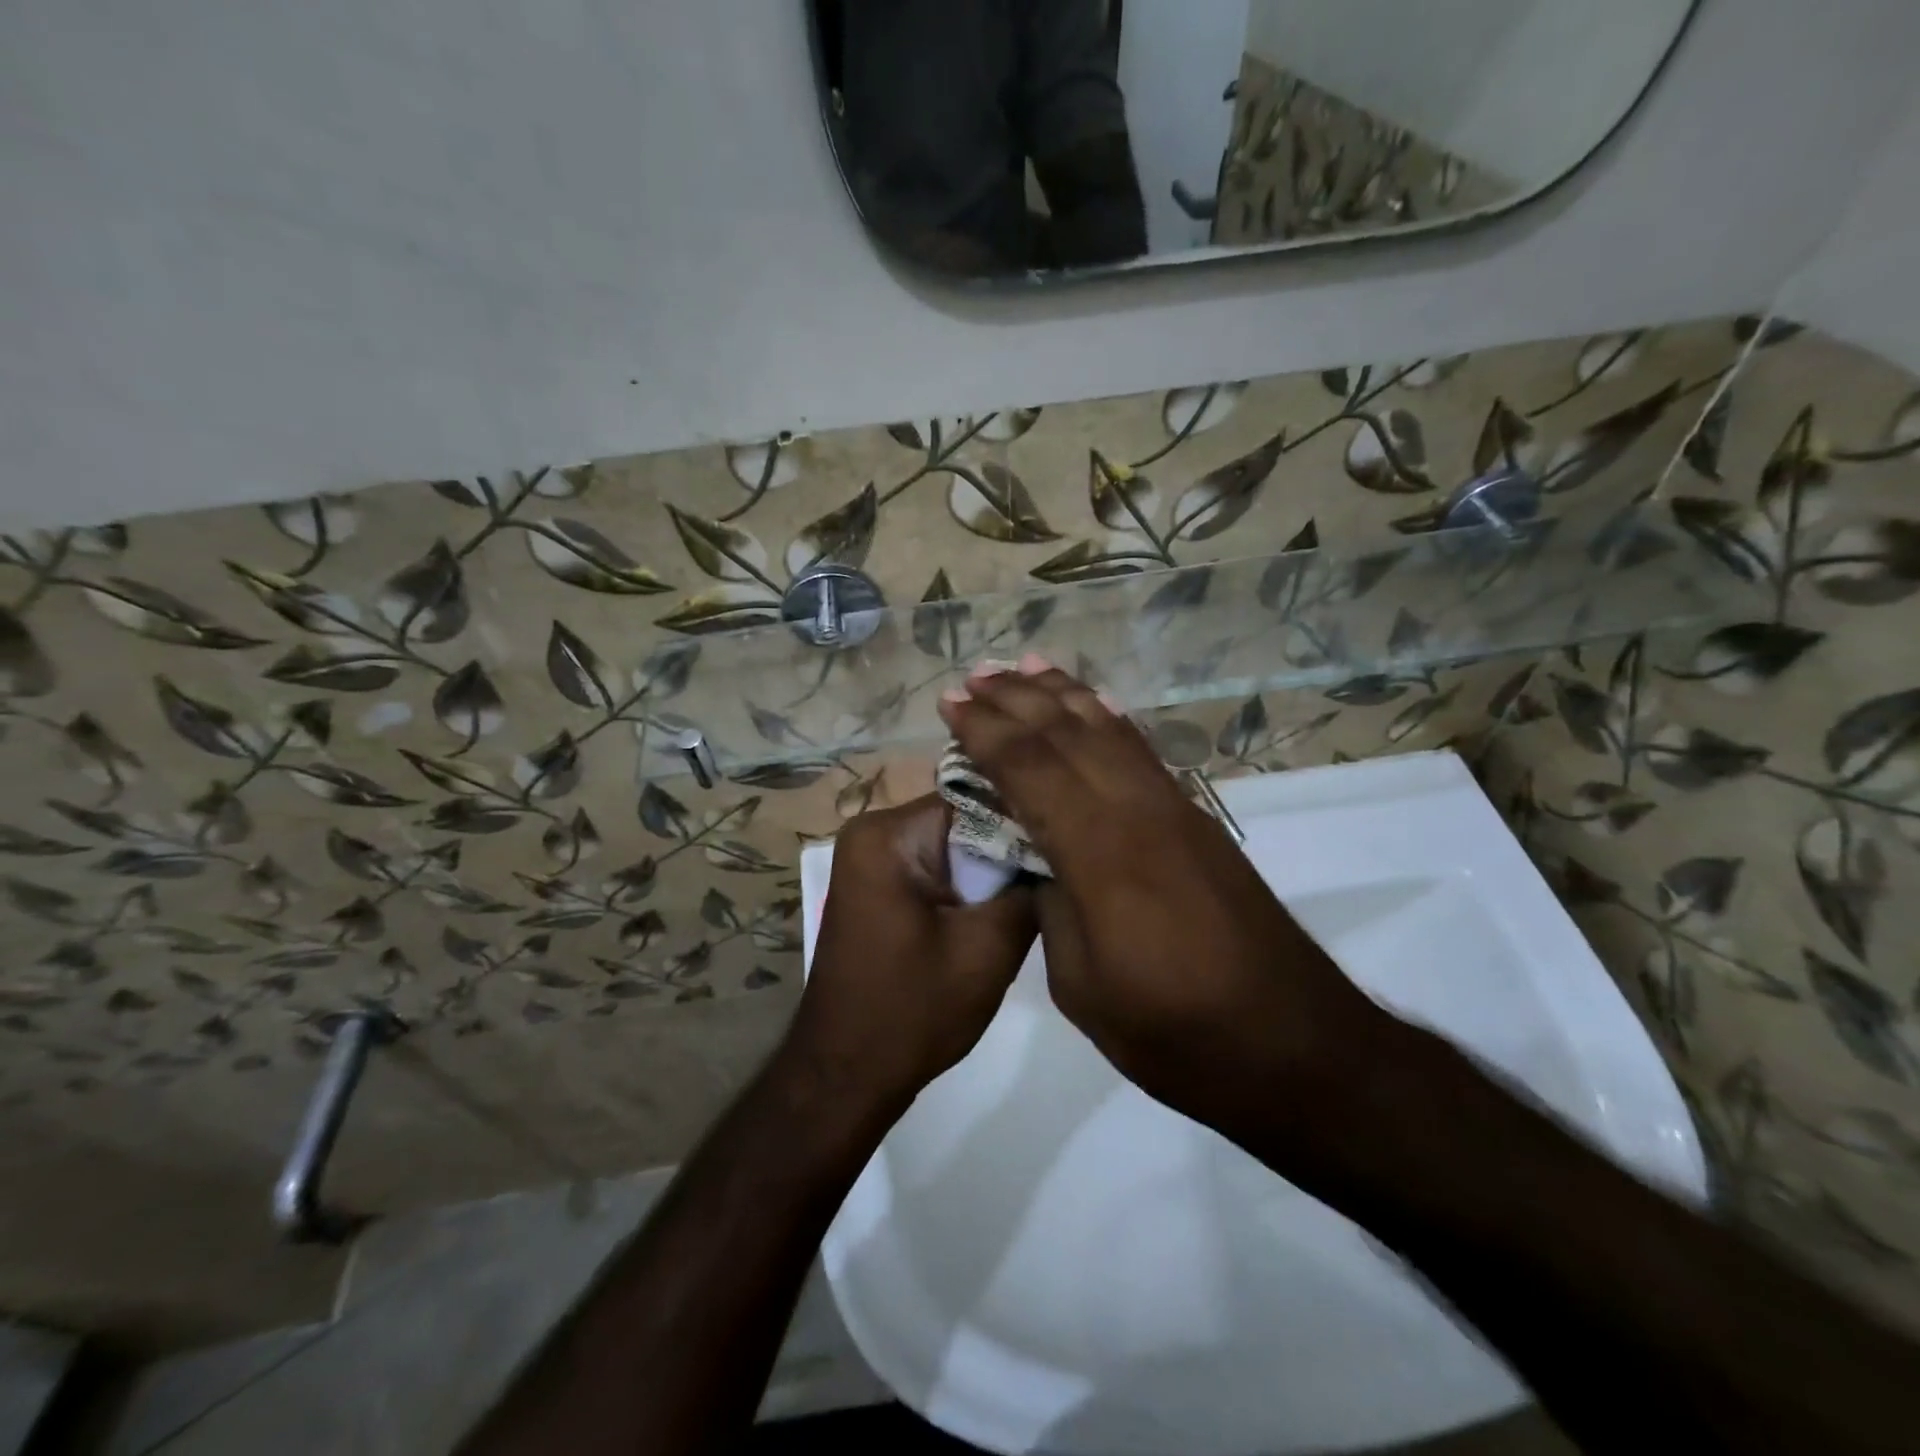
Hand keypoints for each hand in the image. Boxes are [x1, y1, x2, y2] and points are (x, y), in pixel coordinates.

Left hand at [788, 794, 1037, 1110]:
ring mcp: (871, 858)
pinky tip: (996, 910)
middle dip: (1007, 847)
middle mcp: (872, 831)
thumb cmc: (913, 1012)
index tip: (1068, 843)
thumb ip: (1028, 888)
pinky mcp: (878, 885)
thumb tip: (1060, 850)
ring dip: (989, 869)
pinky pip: (935, 865)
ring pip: (953, 844)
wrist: (847, 1074)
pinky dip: (966, 885)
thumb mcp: (988, 949)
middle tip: (1058, 871)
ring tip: (1035, 891)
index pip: (976, 799)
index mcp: (888, 834)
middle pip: (963, 819)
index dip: (1024, 821)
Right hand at [937, 658, 1387, 1132]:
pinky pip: (1143, 752)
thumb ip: (1052, 908)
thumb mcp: (1082, 987)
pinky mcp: (1198, 820)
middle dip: (1016, 700)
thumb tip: (1037, 860)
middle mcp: (1138, 813)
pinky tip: (1096, 703)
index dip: (985, 732)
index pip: (1030, 770)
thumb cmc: (1176, 1032)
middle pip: (1068, 735)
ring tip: (1026, 666)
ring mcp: (1175, 810)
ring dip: (1063, 695)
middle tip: (974, 675)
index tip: (950, 704)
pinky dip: (1111, 719)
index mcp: (1100, 855)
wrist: (1293, 1045)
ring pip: (1109, 731)